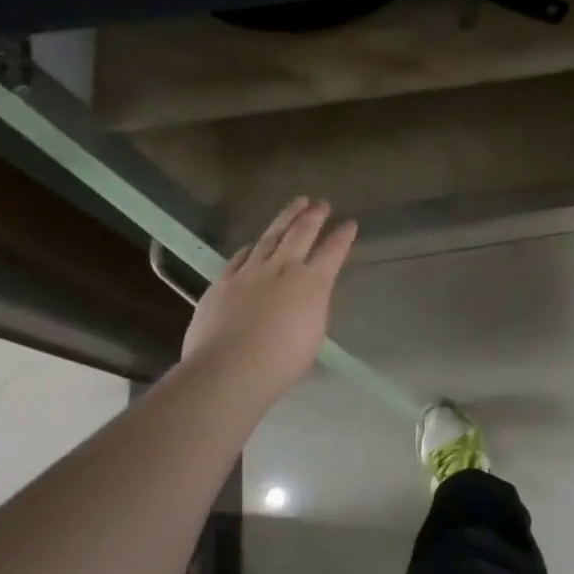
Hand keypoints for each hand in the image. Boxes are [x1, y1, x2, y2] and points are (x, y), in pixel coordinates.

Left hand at [180, 198, 357, 408]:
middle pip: (301, 233)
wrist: (228, 370)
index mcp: (313, 284)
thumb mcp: (313, 334)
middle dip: (315, 216)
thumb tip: (308, 297)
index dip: (343, 236)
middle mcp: (283, 268)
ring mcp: (250, 272)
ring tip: (297, 203)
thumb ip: (313, 307)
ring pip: (271, 236)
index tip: (350, 223)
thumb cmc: (281, 362)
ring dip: (286, 217)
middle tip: (322, 203)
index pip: (334, 251)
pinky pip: (241, 255)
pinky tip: (255, 242)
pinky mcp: (223, 281)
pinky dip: (252, 246)